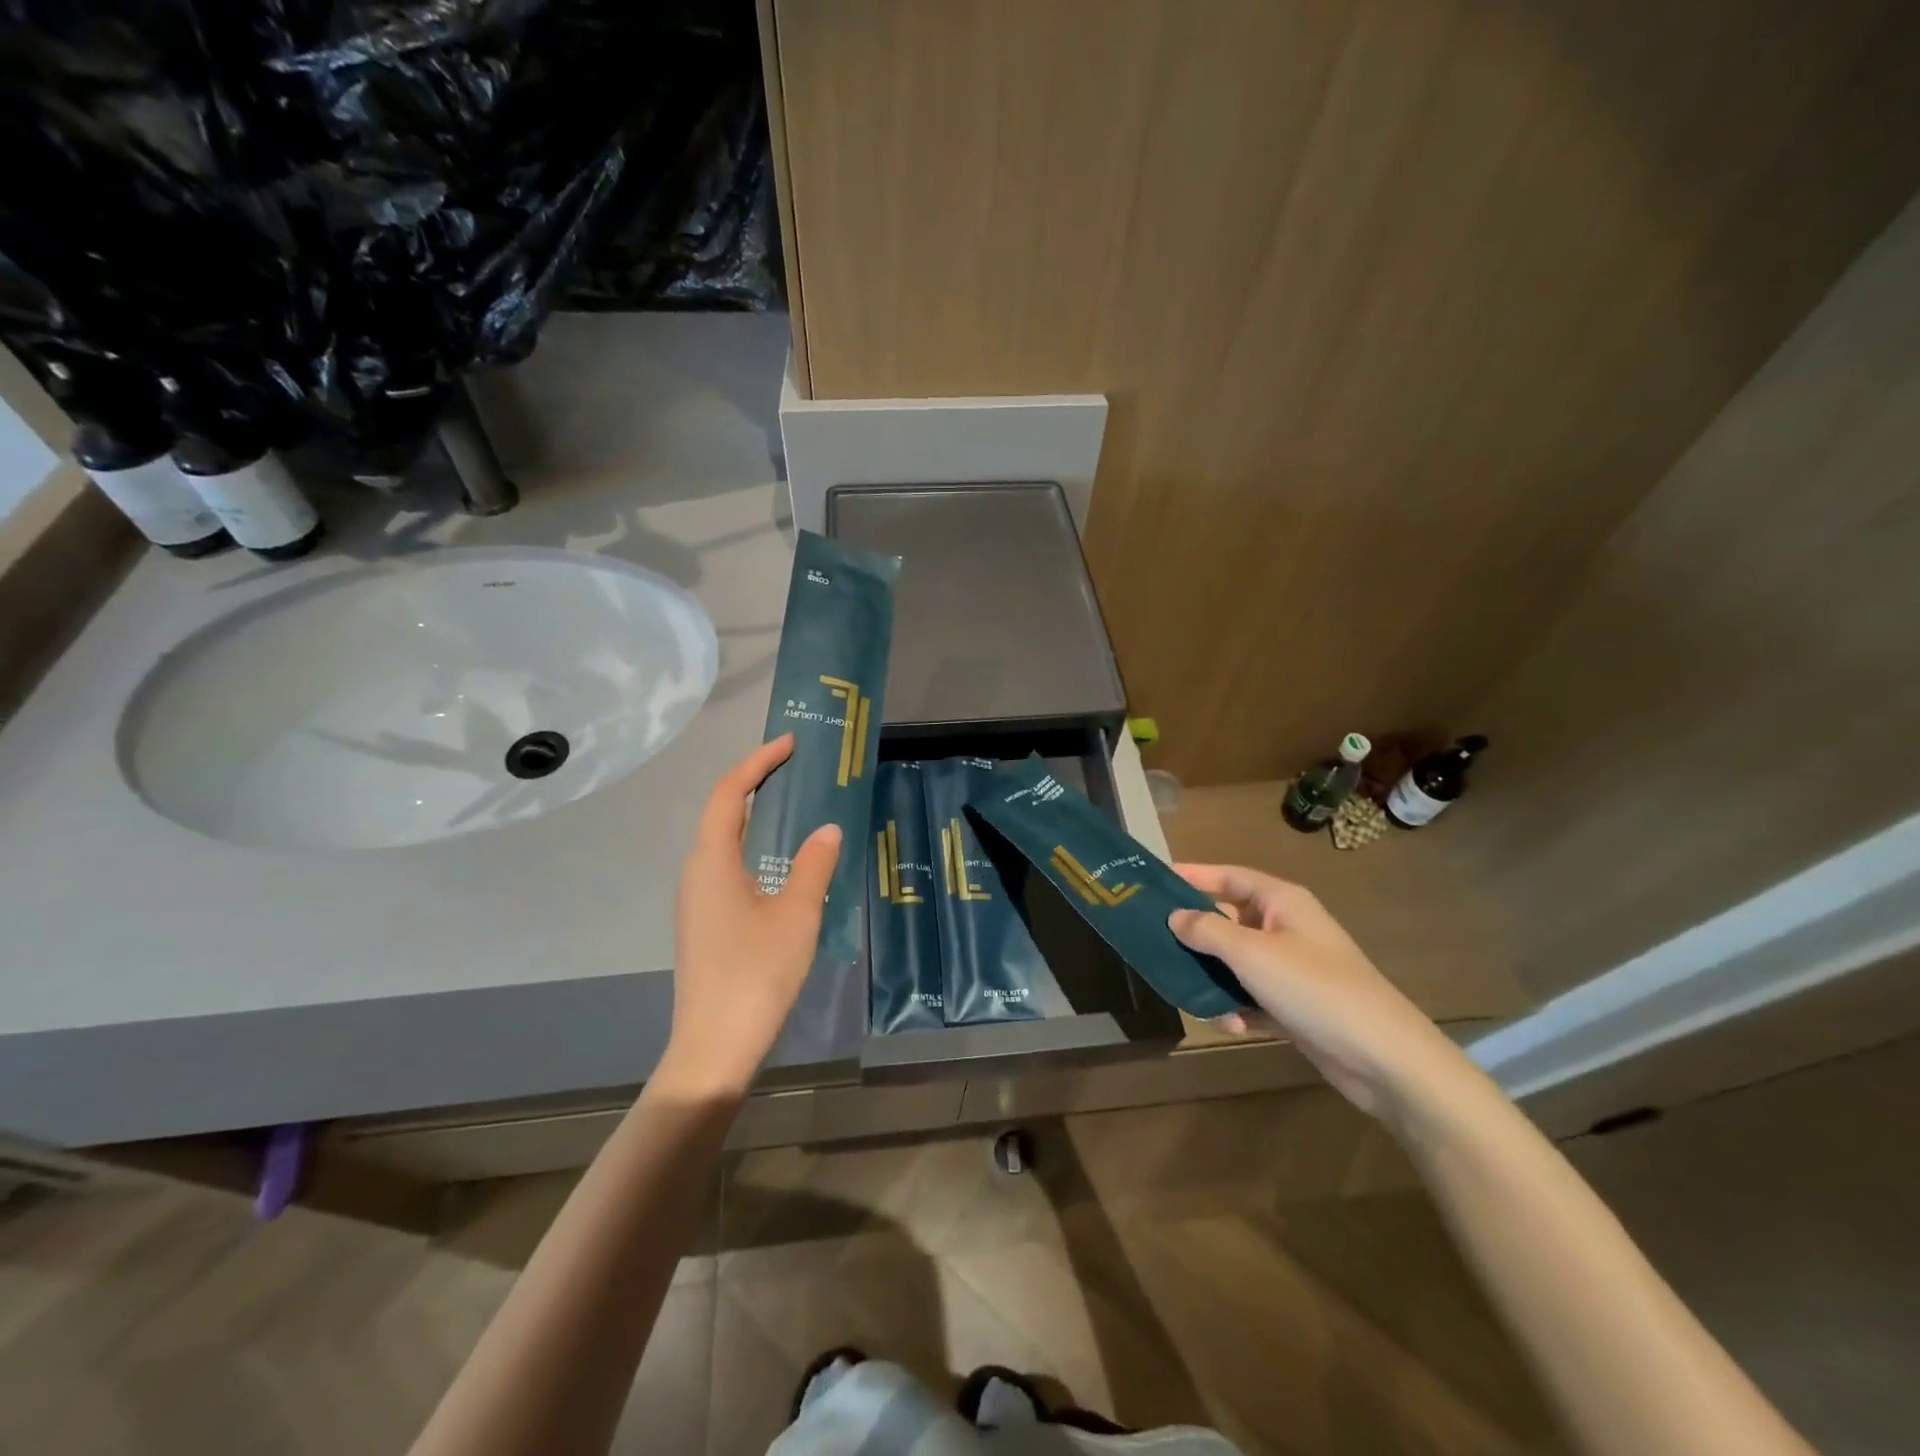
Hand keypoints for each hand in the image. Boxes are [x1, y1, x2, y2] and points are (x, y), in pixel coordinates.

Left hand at [660, 735, 841, 1098]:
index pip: (730, 794)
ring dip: (753, 816)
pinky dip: (752, 847)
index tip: (791, 744)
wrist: (714, 1045)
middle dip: (755, 783)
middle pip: (722, 812)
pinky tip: (779, 862)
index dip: (758, 763)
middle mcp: (696, 872)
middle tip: (795, 769)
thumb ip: (813, 865)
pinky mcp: (705, 923)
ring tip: (792, 805)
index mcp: (712, 861)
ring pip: (723, 842)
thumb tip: (827, 829)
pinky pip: (727, 867)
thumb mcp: (797, 914)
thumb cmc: (756, 973)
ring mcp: (697, 900)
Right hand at [1169, 864, 1475, 1122]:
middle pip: (1227, 920)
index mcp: (1281, 902)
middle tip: (1156, 943)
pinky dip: (1236, 1007)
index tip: (1154, 881)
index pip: (1228, 876)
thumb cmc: (1314, 988)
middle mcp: (1284, 928)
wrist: (1383, 1057)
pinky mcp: (1292, 1004)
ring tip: (1192, 996)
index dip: (1193, 875)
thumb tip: (1175, 916)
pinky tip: (1231, 1026)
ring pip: (1234, 963)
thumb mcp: (1252, 954)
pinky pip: (1250, 995)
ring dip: (1213, 979)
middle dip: (1195, 935)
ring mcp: (1290, 968)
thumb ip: (1207, 931)